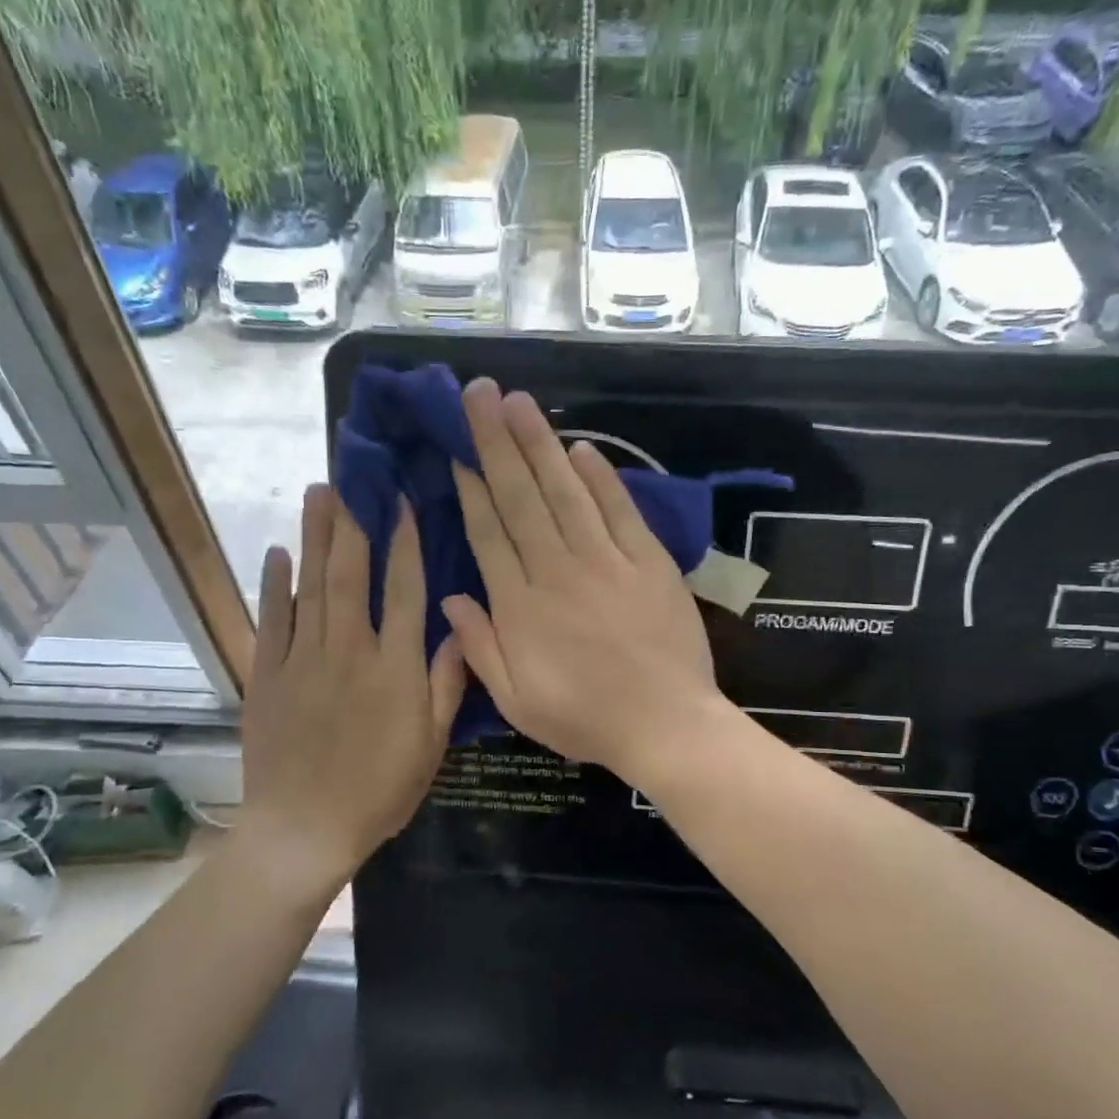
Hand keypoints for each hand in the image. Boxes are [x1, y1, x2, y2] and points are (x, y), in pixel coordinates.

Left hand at [241, 484, 465, 895]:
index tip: (403, 501)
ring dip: (315, 537)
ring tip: (317, 494)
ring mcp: (302, 660)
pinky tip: (277, 553)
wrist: (304, 830)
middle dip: (352, 522)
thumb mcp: (431, 745)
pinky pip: (271, 621)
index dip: (405, 542)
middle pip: (351, 574)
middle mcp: (349, 650)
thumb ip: (446, 683)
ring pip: (310, 586)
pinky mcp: (267, 676)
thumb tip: (460, 627)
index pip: (405, 590)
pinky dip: (273, 585)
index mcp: (395, 667)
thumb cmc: (379, 791)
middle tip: (351, 477)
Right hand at [442, 379, 725, 785]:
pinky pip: (619, 510)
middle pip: (522, 498)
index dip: (471, 487)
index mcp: (521, 606)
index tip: (456, 448)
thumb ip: (480, 648)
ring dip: (540, 444)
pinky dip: (601, 477)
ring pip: (566, 492)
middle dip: (497, 442)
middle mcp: (558, 570)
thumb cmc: (585, 719)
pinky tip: (581, 447)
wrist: (666, 725)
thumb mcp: (516, 701)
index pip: (489, 533)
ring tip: (519, 402)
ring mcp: (606, 561)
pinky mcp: (648, 562)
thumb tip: (451, 599)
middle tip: (479, 393)